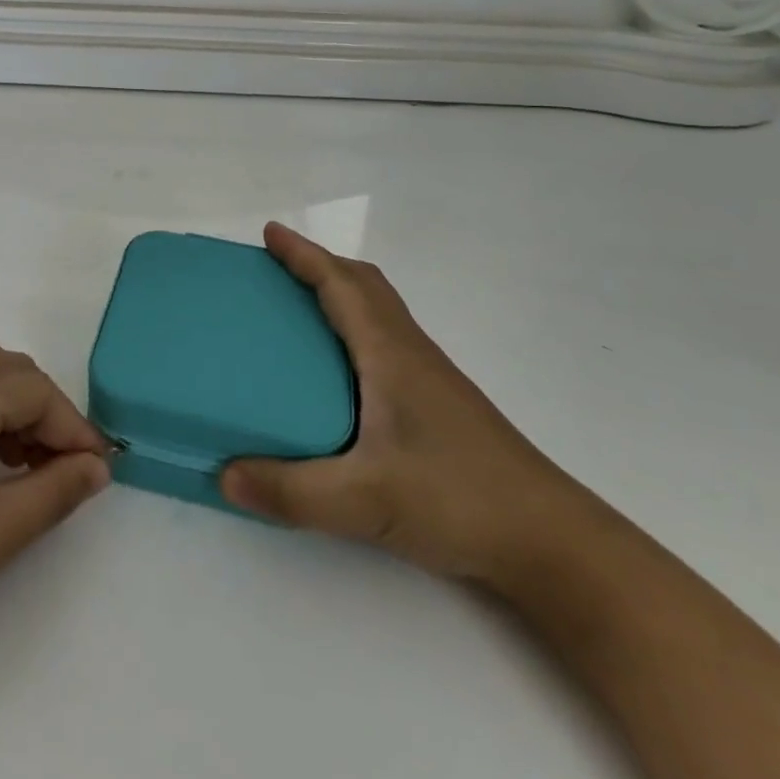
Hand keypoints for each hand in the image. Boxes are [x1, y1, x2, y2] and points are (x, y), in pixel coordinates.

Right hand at [223, 224, 593, 583]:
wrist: (554, 545)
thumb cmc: (459, 501)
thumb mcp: (365, 501)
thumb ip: (292, 491)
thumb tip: (225, 475)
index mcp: (390, 354)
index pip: (342, 284)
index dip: (304, 255)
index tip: (269, 234)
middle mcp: (410, 354)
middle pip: (364, 286)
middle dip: (320, 265)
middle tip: (276, 268)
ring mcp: (429, 380)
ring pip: (379, 313)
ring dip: (339, 294)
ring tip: (297, 311)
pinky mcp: (438, 407)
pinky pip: (385, 343)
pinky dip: (354, 330)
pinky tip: (338, 374)